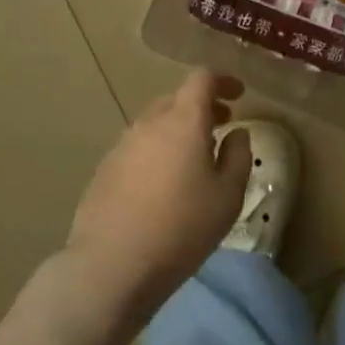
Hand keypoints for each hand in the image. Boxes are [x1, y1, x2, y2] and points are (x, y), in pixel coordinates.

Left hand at [63, 70, 252, 323]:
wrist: (111, 265)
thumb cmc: (182, 228)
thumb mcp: (228, 196)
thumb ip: (238, 156)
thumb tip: (236, 133)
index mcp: (183, 120)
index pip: (202, 78)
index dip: (223, 80)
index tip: (239, 95)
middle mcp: (149, 123)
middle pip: (177, 99)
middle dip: (202, 107)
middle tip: (222, 126)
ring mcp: (122, 145)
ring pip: (156, 123)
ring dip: (178, 130)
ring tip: (195, 159)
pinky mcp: (105, 169)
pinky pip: (138, 147)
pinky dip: (157, 151)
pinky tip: (163, 184)